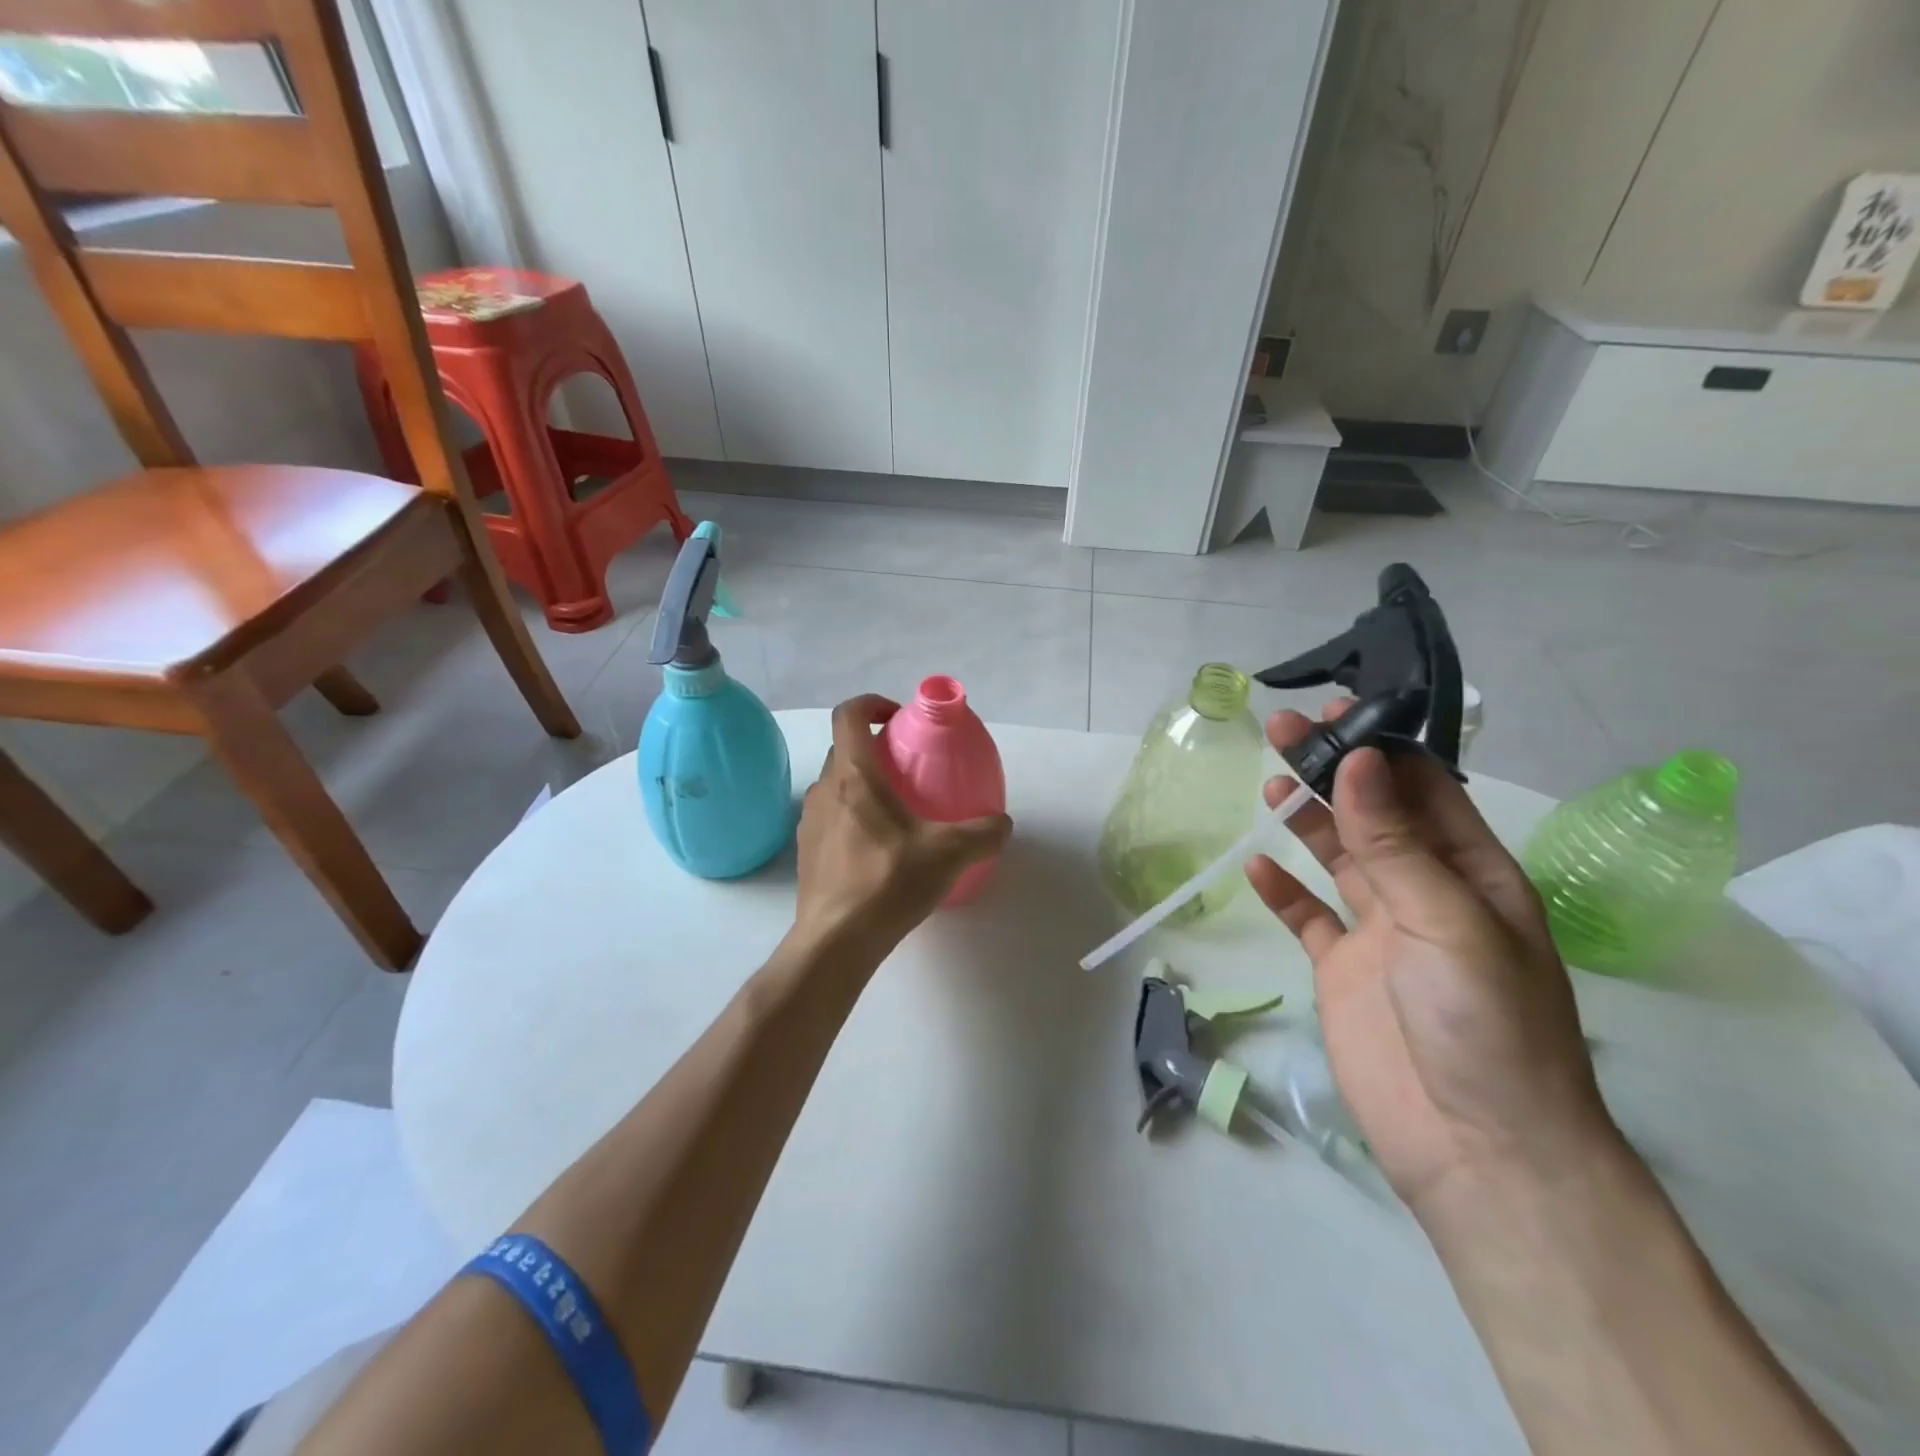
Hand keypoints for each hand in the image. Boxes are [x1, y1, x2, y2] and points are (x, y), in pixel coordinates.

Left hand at [793, 695, 1011, 951]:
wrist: (835, 941)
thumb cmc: (887, 883)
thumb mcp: (949, 854)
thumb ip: (983, 832)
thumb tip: (1002, 824)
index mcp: (853, 776)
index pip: (849, 715)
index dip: (872, 703)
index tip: (899, 718)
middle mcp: (824, 790)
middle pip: (845, 750)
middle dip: (875, 749)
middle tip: (909, 770)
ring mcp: (809, 822)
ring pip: (836, 786)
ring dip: (863, 785)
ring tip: (898, 813)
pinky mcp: (806, 852)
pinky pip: (831, 818)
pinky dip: (853, 817)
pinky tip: (879, 851)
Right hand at [1246, 704, 1620, 1219]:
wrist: (1476, 1148)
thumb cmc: (1484, 1023)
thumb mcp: (1447, 921)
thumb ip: (1395, 842)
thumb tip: (1359, 760)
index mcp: (1472, 873)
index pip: (1427, 790)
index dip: (1384, 747)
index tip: (1338, 711)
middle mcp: (1426, 891)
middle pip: (1372, 814)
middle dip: (1332, 770)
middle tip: (1283, 729)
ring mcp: (1380, 931)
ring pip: (1337, 857)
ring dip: (1305, 819)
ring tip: (1270, 785)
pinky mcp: (1341, 968)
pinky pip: (1307, 916)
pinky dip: (1282, 890)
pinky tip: (1255, 867)